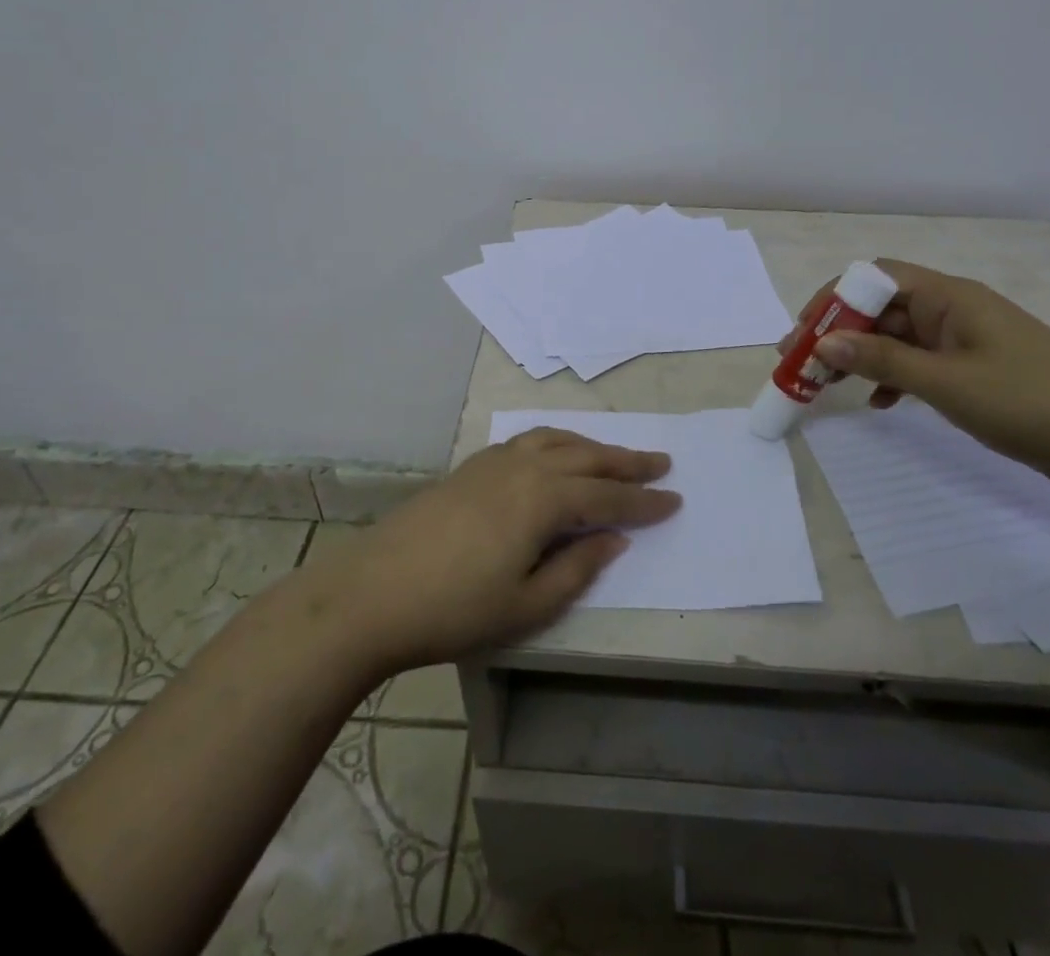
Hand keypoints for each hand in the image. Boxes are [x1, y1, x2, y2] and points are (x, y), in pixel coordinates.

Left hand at [300, 429, 680, 673]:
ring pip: (557, 440)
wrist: (373, 592)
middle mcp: (525, 467)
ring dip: (592, 446)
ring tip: (616, 455)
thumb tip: (614, 538)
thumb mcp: (526, 605)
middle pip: (587, 457)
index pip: (608, 497)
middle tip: (661, 462)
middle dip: (627, 462)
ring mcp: (494, 461)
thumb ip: (577, 568)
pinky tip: (556, 454)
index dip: (645, 502)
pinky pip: (528, 440)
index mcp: (544, 499)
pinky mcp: (471, 466)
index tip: (676, 500)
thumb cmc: (455, 609)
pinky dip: (556, 441)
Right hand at [786, 259, 1049, 496]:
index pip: (875, 278)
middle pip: (882, 307)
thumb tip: (821, 343)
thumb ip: (881, 361)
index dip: (833, 299)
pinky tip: (879, 403)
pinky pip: (920, 363)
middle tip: (803, 364)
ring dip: (862, 356)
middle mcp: (952, 309)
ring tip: (828, 385)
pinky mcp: (976, 370)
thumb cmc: (1029, 402)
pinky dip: (893, 377)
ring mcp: (965, 340)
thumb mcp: (946, 382)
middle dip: (839, 332)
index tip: (802, 334)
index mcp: (948, 297)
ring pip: (898, 337)